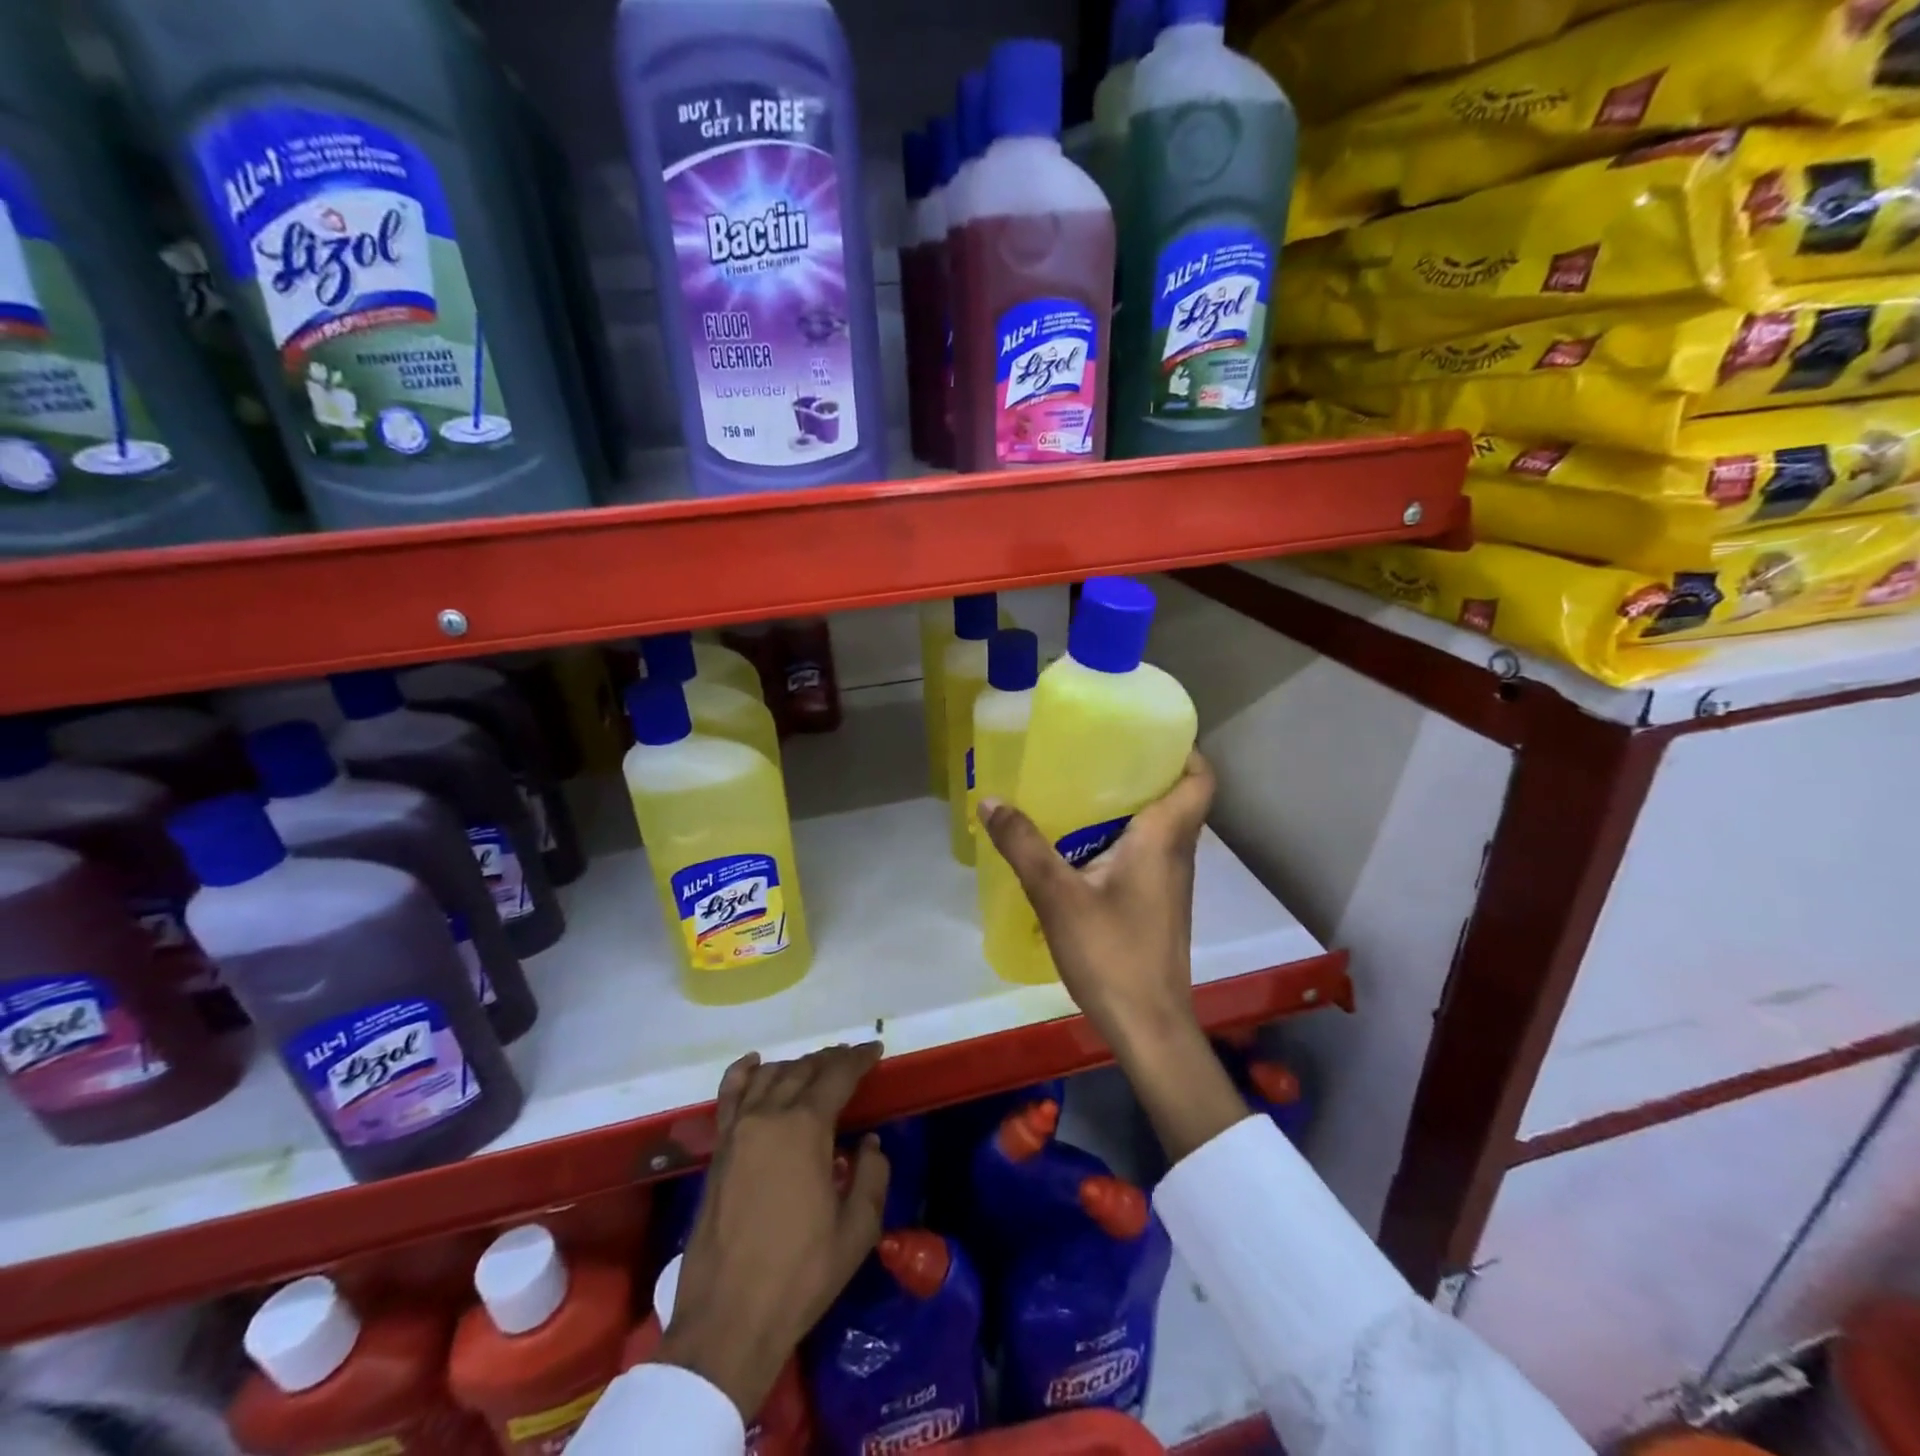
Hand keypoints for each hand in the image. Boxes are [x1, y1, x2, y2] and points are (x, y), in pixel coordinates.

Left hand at [659, 1044, 888, 1418]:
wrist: (728, 1319)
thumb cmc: (800, 1274)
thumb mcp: (856, 1231)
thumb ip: (872, 1177)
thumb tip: (870, 1143)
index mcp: (806, 1128)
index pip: (838, 1076)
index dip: (859, 1059)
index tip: (875, 1050)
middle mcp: (770, 1116)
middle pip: (804, 1070)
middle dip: (831, 1059)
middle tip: (851, 1058)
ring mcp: (738, 1130)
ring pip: (770, 1077)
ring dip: (797, 1065)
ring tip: (816, 1066)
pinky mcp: (718, 1150)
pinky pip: (729, 1095)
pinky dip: (744, 1073)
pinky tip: (755, 1063)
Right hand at [978, 752, 1247, 1162]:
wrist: (1148, 1027)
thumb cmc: (1112, 954)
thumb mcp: (1058, 896)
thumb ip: (1024, 846)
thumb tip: (990, 800)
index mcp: (1164, 839)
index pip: (1199, 780)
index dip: (1183, 750)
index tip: (1147, 734)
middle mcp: (1177, 855)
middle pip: (1175, 799)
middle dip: (1141, 773)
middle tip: (1096, 755)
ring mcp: (1170, 884)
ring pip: (1159, 829)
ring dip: (1128, 808)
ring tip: (1080, 793)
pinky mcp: (1158, 907)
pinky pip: (1146, 856)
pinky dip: (1121, 840)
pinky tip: (1080, 849)